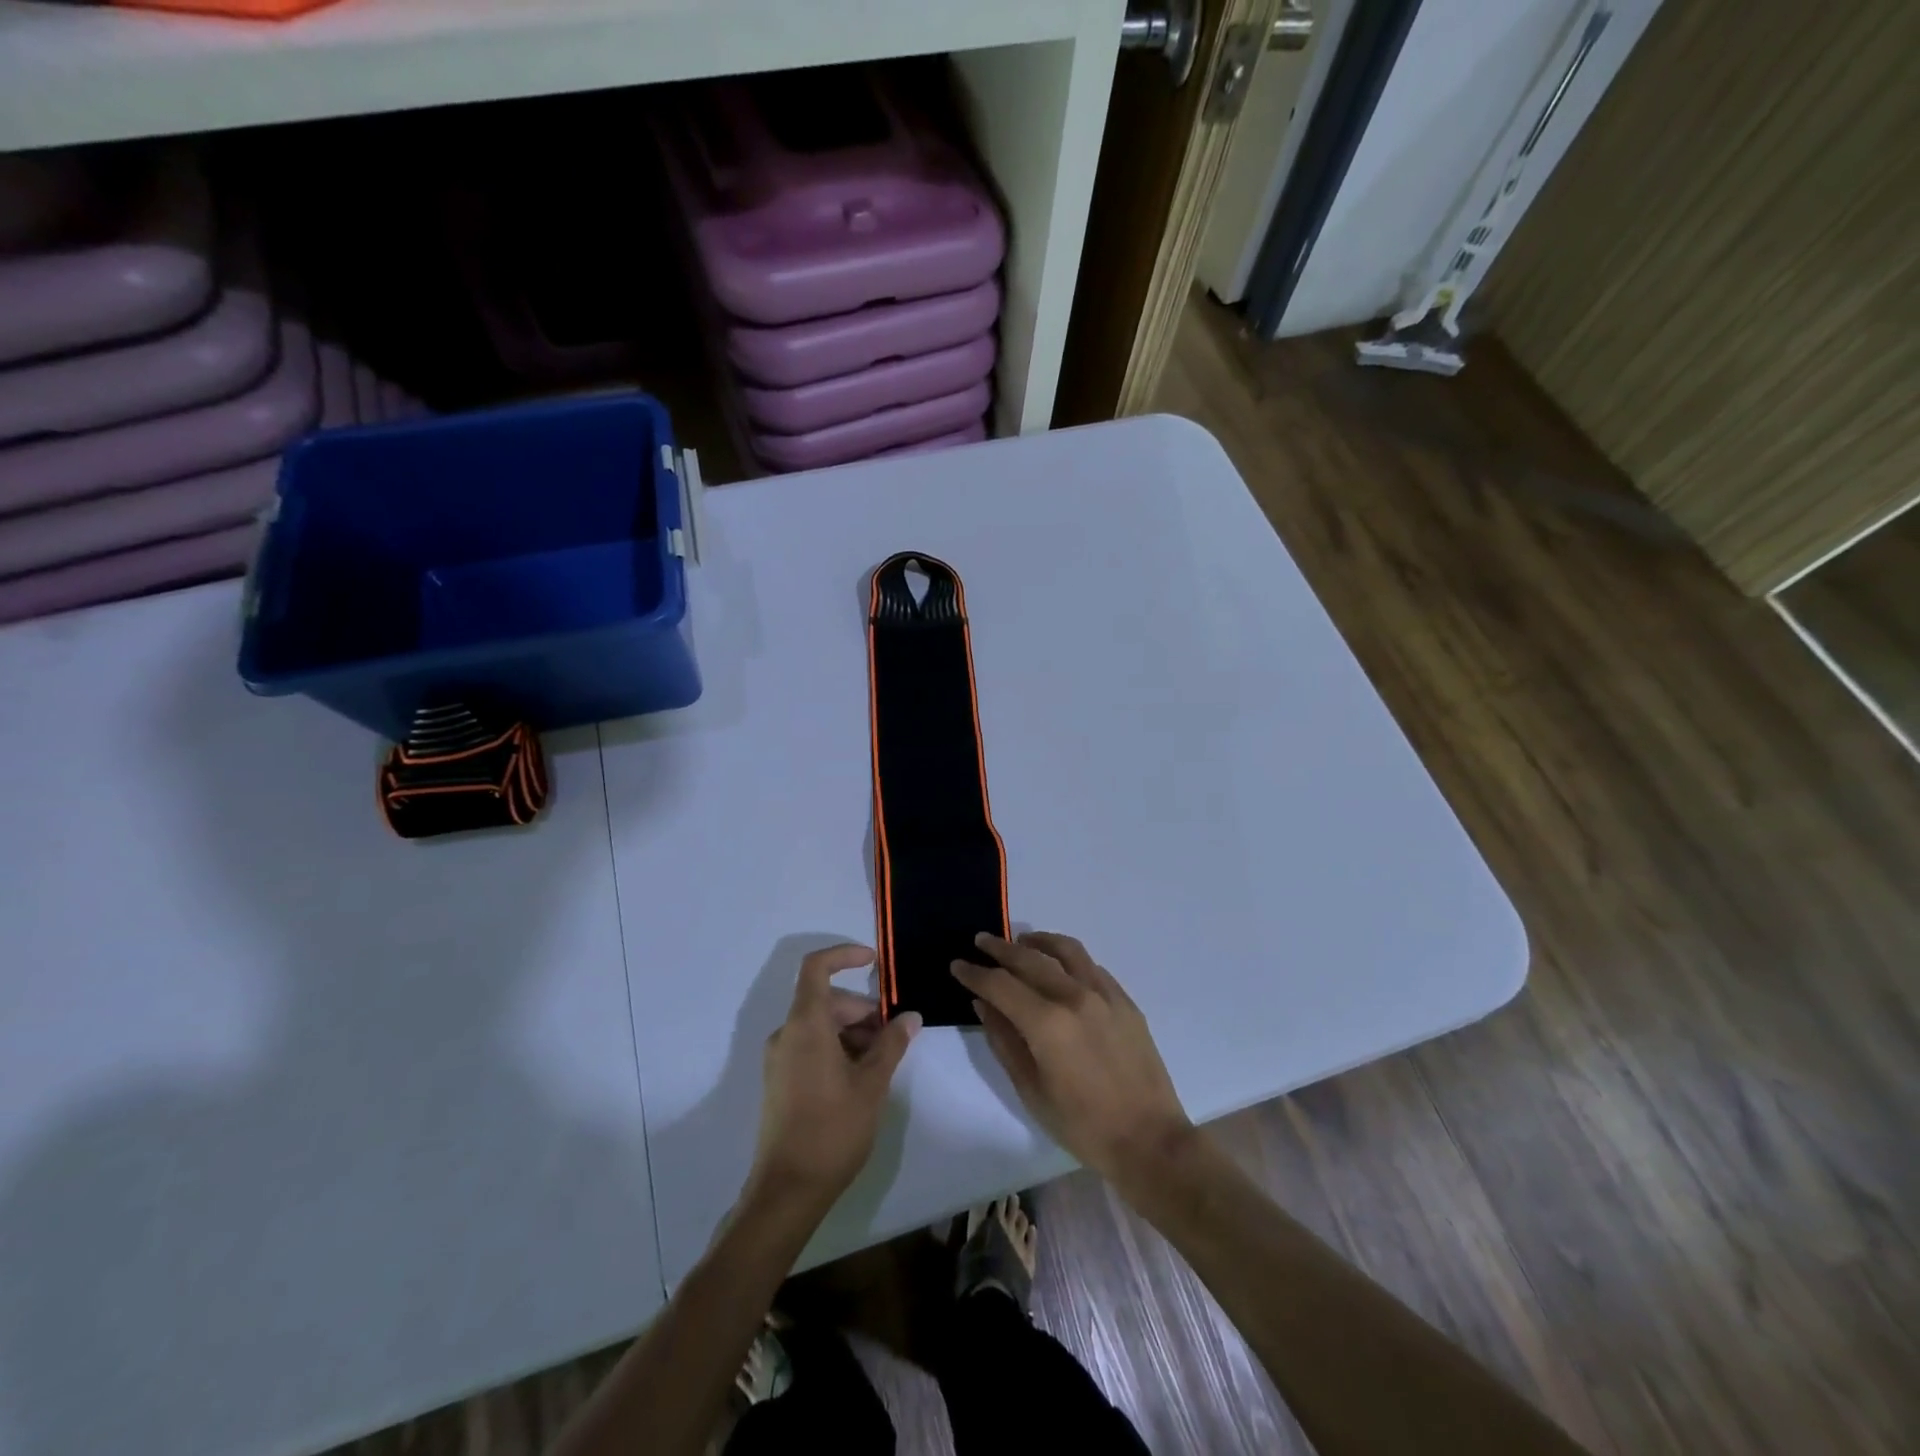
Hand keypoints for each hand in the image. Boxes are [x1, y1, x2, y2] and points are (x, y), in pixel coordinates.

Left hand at [748, 944, 921, 1209]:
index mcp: (805, 1025)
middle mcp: (786, 1034)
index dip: (844, 955)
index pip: (816, 968)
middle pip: (826, 1001)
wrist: (787, 1190)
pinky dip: (837, 1048)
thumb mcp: (872, 1084)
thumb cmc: (832, 1130)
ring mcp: (780, 1059)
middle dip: (862, 1010)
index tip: (874, 961)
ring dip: (852, 1032)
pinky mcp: (780, 1081)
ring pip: (820, 1025)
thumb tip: (910, 1016)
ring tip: (881, 1062)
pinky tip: (860, 1078)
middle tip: (893, 1036)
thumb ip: (892, 1043)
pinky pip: (810, 1046)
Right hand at [953, 932, 1193, 1191]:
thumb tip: (983, 1004)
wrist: (1149, 1140)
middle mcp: (1075, 997)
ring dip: (1038, 942)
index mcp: (1047, 1023)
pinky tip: (1060, 967)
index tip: (958, 965)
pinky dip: (1068, 958)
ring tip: (1021, 942)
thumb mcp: (1031, 1090)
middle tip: (980, 942)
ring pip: (1066, 951)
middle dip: (1000, 949)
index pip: (1001, 984)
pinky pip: (1091, 966)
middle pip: (1030, 959)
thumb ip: (1004, 1041)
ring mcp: (1104, 995)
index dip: (975, 973)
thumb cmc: (1082, 1125)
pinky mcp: (1125, 1001)